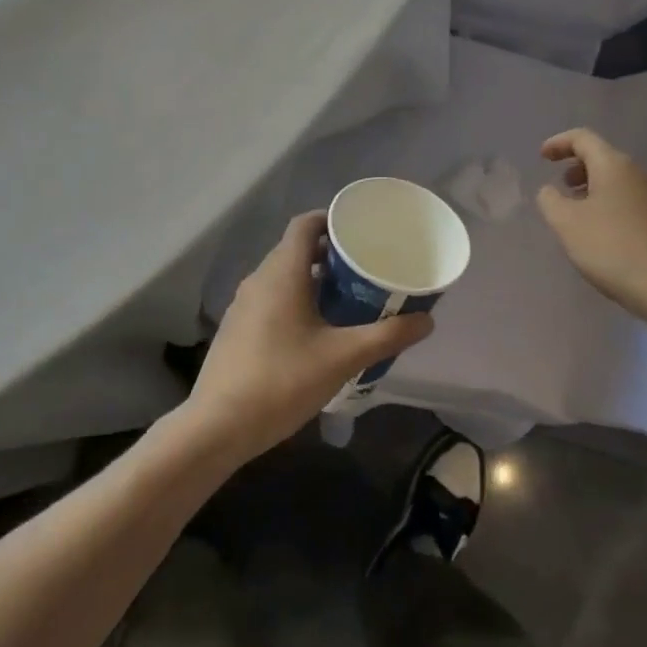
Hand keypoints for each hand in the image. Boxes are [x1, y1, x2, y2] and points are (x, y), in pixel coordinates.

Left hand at [186, 212, 433, 461]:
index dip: (331, 219)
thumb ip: (387, 336)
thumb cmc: (283, 380)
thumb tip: (427, 320)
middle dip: (329, 253)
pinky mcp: (236, 328)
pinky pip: (270, 298)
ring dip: (312, 278)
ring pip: (282, 276)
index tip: (359, 230)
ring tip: (346, 297)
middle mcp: (259, 279)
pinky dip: (294, 299)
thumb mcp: (343, 357)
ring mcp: (243, 305)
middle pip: (295, 249)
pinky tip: (315, 330)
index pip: (305, 224)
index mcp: (282, 272)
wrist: (218, 426)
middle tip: (364, 267)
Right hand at [536, 127, 646, 325]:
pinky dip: (610, 206)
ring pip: (618, 181)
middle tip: (561, 186)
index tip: (542, 157)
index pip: (583, 138)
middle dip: (577, 167)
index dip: (559, 143)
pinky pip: (631, 202)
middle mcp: (639, 175)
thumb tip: (550, 190)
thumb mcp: (567, 224)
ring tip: (578, 213)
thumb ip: (550, 200)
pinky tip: (604, 234)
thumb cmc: (613, 249)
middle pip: (603, 158)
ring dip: (594, 189)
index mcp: (614, 166)